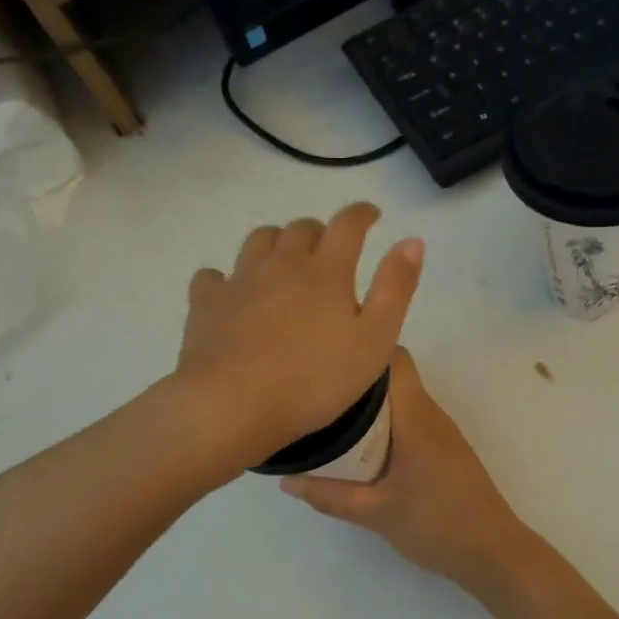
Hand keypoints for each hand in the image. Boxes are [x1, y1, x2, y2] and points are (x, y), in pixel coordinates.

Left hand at [175, 204, 422, 468]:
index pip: (347, 224)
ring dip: (277, 242)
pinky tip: (232, 292)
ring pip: (259, 241)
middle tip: (330, 248)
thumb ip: (395, 287)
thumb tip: (411, 240)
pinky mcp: (206, 304)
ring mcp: (240, 280)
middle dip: (320, 231)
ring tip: (285, 260)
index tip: (372, 214)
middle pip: (301, 228)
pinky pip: (214, 276)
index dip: (362, 214)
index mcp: (326, 270)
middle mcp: (282, 263)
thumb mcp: (375, 339)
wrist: (233, 404)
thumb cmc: (315, 379)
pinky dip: (228, 277)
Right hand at [280, 349, 535, 594]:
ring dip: (372, 405)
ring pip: (403, 400)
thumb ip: (330, 496)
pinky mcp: (445, 449)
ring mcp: (442, 432)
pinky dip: (387, 424)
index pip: (395, 359)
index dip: (364, 351)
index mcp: (416, 418)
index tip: (329, 362)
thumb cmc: (437, 525)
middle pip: (394, 377)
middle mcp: (431, 414)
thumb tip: (286, 481)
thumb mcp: (376, 513)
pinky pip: (411, 420)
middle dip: (358, 381)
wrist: (493, 553)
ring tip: (332, 418)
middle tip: (318, 395)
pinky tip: (363, 448)